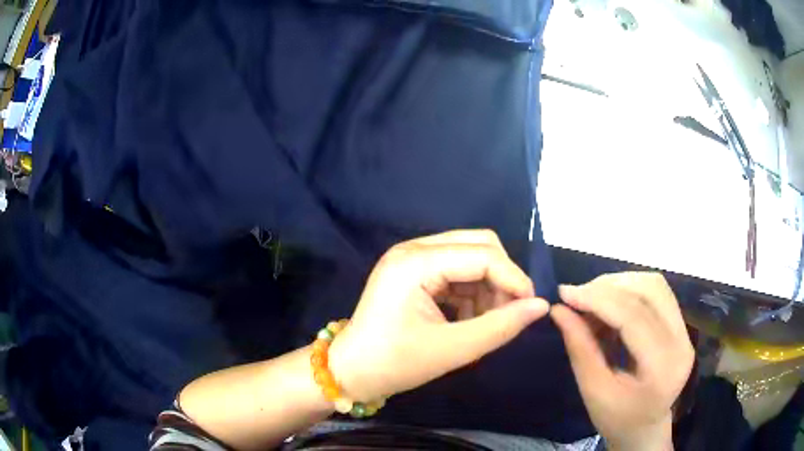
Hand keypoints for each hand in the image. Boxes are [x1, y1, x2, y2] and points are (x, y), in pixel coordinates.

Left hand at [329, 230, 549, 401]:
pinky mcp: (414, 272)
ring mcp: (412, 258)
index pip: (483, 255)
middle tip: (511, 312)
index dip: (514, 279)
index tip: (531, 307)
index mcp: (416, 261)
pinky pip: (457, 271)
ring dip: (488, 287)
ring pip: (470, 257)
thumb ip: (500, 327)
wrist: (351, 373)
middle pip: (478, 245)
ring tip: (488, 322)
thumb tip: (541, 306)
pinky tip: (470, 320)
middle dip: (502, 277)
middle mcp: (414, 249)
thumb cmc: (394, 364)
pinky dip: (472, 293)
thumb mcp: (451, 350)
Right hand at [551, 273, 693, 450]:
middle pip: (650, 291)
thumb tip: (559, 310)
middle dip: (609, 286)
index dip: (598, 299)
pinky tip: (611, 305)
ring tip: (593, 298)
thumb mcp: (593, 392)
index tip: (565, 293)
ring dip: (621, 284)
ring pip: (656, 286)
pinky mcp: (681, 326)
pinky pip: (657, 294)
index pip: (633, 317)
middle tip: (577, 296)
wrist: (644, 429)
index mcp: (662, 367)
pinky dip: (630, 291)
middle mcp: (681, 341)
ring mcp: (685, 331)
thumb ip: (580, 349)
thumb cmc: (617, 419)